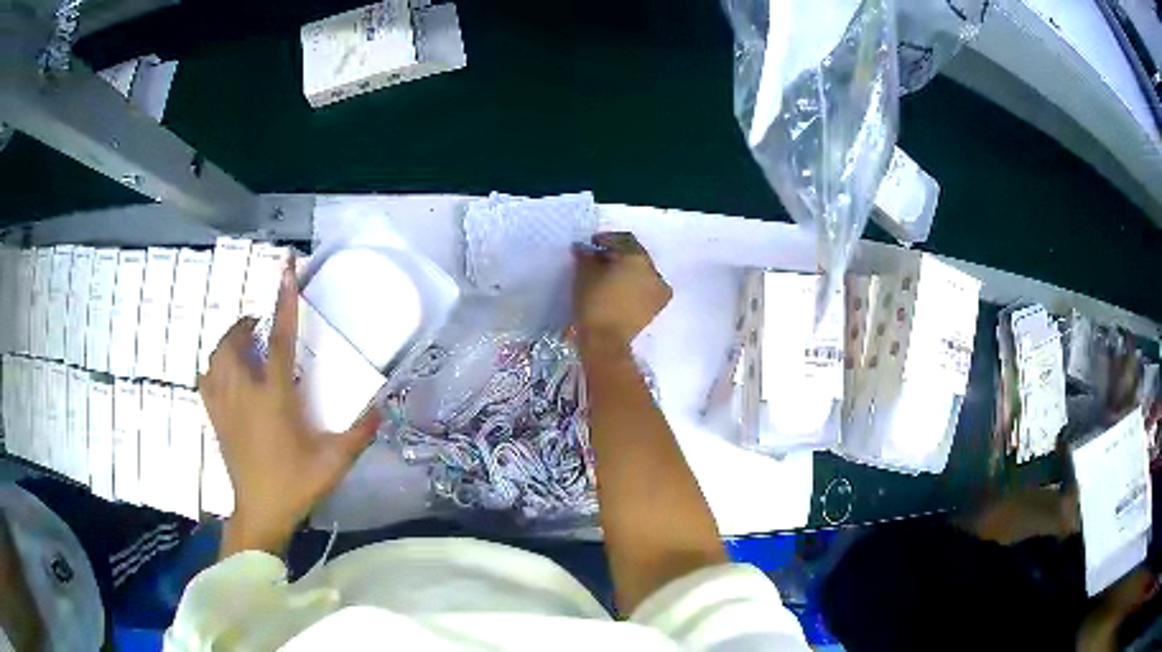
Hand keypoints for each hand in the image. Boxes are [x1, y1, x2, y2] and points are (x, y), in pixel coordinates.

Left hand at [200, 264, 379, 555]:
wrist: (260, 512)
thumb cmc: (295, 485)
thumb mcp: (334, 462)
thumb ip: (358, 434)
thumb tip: (381, 408)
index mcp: (274, 397)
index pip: (278, 338)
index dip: (284, 301)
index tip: (286, 269)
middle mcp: (244, 393)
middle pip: (235, 341)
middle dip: (246, 324)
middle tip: (261, 325)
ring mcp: (224, 404)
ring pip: (217, 356)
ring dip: (230, 341)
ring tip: (244, 343)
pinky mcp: (215, 417)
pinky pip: (207, 377)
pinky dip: (215, 365)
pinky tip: (225, 371)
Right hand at [573, 232, 671, 349]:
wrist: (605, 340)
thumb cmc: (594, 303)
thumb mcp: (584, 274)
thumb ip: (587, 256)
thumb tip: (586, 250)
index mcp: (638, 258)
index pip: (623, 240)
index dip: (607, 240)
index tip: (592, 245)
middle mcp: (654, 271)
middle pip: (635, 255)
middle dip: (618, 256)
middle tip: (599, 261)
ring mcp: (659, 290)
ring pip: (642, 272)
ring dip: (627, 271)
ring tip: (608, 278)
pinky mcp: (657, 307)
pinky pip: (646, 288)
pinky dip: (634, 286)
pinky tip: (619, 291)